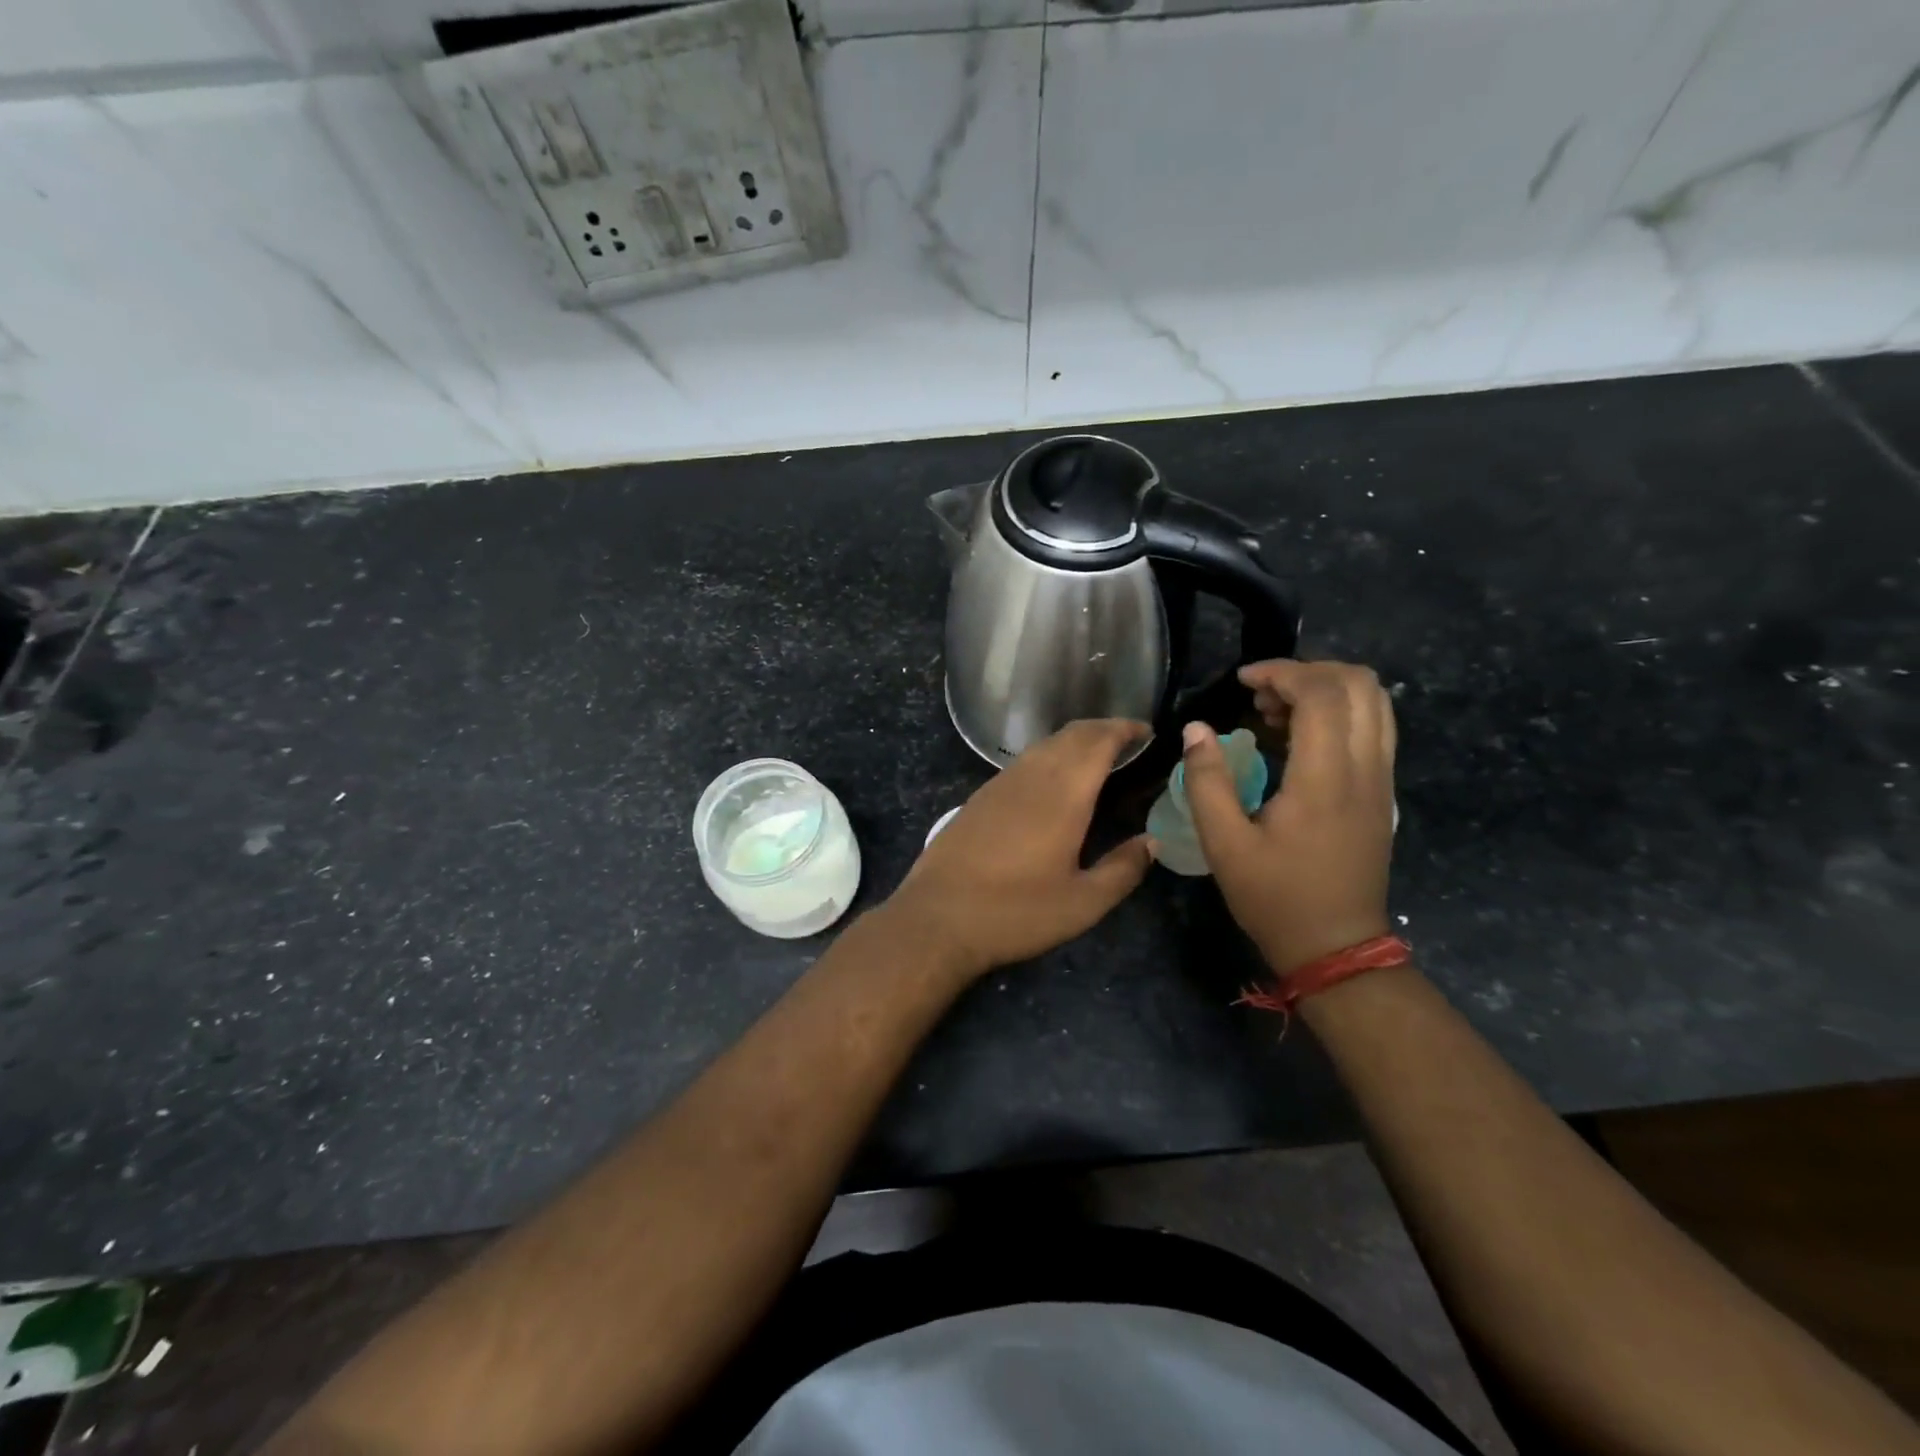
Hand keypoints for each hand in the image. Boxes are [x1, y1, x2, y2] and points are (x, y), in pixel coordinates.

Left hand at [885, 719, 1154, 978]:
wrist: (937, 918)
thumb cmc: (1016, 912)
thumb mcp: (1082, 903)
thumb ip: (1123, 869)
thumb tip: (1151, 842)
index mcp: (1063, 794)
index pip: (1098, 741)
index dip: (1124, 729)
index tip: (1147, 731)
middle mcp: (1031, 776)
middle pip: (1071, 735)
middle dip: (1102, 730)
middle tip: (1128, 741)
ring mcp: (999, 784)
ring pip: (1044, 746)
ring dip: (1074, 742)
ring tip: (1096, 759)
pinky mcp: (979, 798)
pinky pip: (1023, 762)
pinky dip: (1048, 758)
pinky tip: (1052, 784)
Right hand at [1182, 660, 1396, 973]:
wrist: (1337, 947)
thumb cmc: (1275, 897)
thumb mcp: (1224, 844)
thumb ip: (1206, 780)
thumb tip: (1196, 729)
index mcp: (1326, 779)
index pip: (1321, 693)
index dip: (1281, 672)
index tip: (1242, 681)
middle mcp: (1365, 769)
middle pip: (1360, 684)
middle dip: (1308, 672)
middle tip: (1261, 693)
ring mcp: (1381, 780)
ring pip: (1375, 702)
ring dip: (1327, 689)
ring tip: (1277, 711)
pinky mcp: (1382, 792)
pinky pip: (1374, 727)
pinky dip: (1340, 712)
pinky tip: (1299, 736)